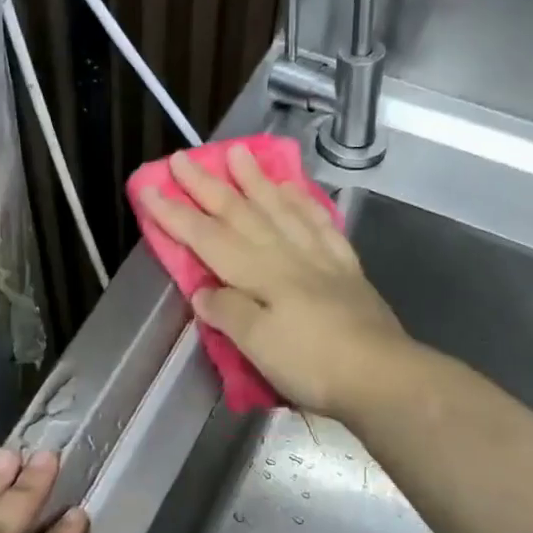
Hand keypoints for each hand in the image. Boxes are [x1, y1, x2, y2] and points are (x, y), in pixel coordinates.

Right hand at [139, 144, 412, 418]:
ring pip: (281, 210)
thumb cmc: (313, 365)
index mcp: (260, 274)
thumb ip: (228, 312)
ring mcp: (320, 259)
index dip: (177, 214)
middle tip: (184, 157)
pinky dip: (303, 204)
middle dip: (209, 186)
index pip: (209, 238)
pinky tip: (294, 191)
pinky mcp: (345, 270)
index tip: (151, 187)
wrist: (381, 377)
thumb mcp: (258, 346)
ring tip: (239, 154)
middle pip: (242, 214)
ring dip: (256, 182)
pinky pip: (320, 225)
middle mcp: (287, 256)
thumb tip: (203, 292)